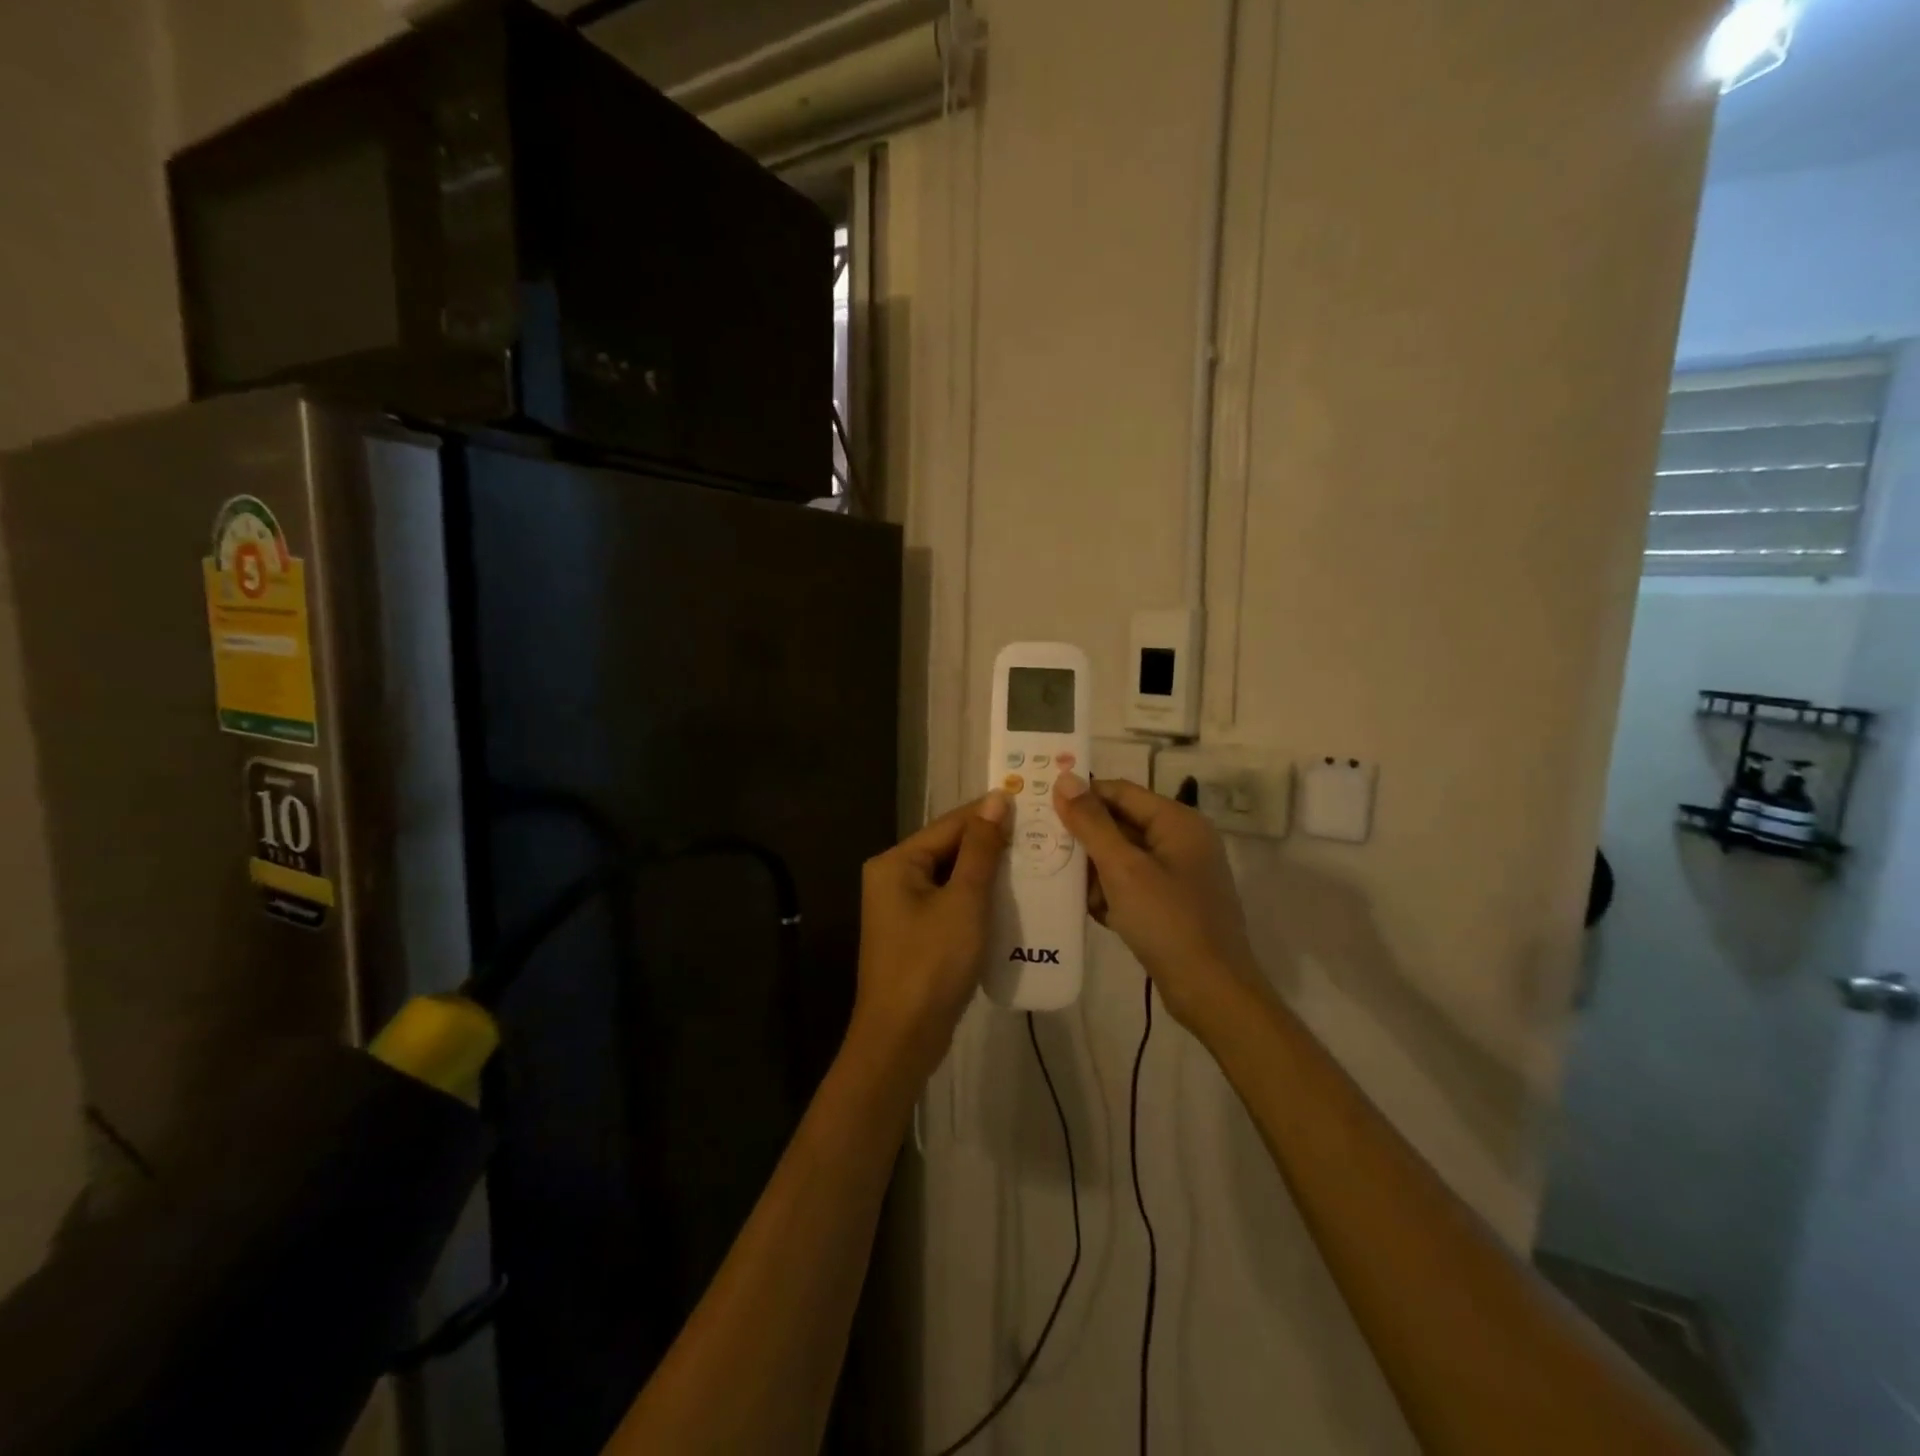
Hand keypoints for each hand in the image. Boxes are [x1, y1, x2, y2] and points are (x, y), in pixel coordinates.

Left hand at [851, 793, 1010, 1076]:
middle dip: (991, 845)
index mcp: (896, 862)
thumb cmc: (931, 963)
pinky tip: (1011, 900)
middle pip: (949, 849)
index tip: (1031, 802)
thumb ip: (980, 849)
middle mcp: (893, 877)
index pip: (949, 824)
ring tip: (1034, 862)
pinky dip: (978, 899)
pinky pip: (951, 903)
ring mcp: (902, 908)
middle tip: (1040, 835)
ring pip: (952, 877)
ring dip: (988, 873)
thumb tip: (996, 799)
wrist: (902, 1039)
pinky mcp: (916, 934)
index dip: (990, 813)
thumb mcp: (964, 901)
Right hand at [1051, 773, 1266, 1031]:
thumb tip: (1065, 778)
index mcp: (1178, 822)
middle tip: (1045, 849)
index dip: (1082, 796)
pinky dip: (1113, 893)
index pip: (1120, 792)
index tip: (1041, 807)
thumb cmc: (1167, 921)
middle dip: (1086, 840)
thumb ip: (1092, 823)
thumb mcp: (1123, 869)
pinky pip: (1133, 883)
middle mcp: (1182, 840)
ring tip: (1069, 888)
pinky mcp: (1173, 902)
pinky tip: (1095, 911)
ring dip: (1096, 871)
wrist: (1211, 992)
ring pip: (1123, 856)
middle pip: (1121, 823)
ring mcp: (1180, 873)